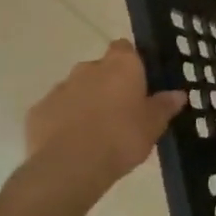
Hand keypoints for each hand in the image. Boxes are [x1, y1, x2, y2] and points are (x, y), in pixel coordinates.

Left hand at [10, 40, 186, 215]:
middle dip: (107, 84)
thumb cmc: (122, 138)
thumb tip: (179, 94)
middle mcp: (88, 68)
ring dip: (84, 102)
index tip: (137, 81)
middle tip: (120, 110)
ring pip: (76, 89)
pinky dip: (62, 121)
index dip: (131, 62)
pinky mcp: (37, 112)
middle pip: (99, 68)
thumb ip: (164, 106)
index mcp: (121, 65)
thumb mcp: (153, 125)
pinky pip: (55, 111)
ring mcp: (60, 89)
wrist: (71, 167)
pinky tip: (71, 143)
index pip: (125, 48)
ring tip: (95, 131)